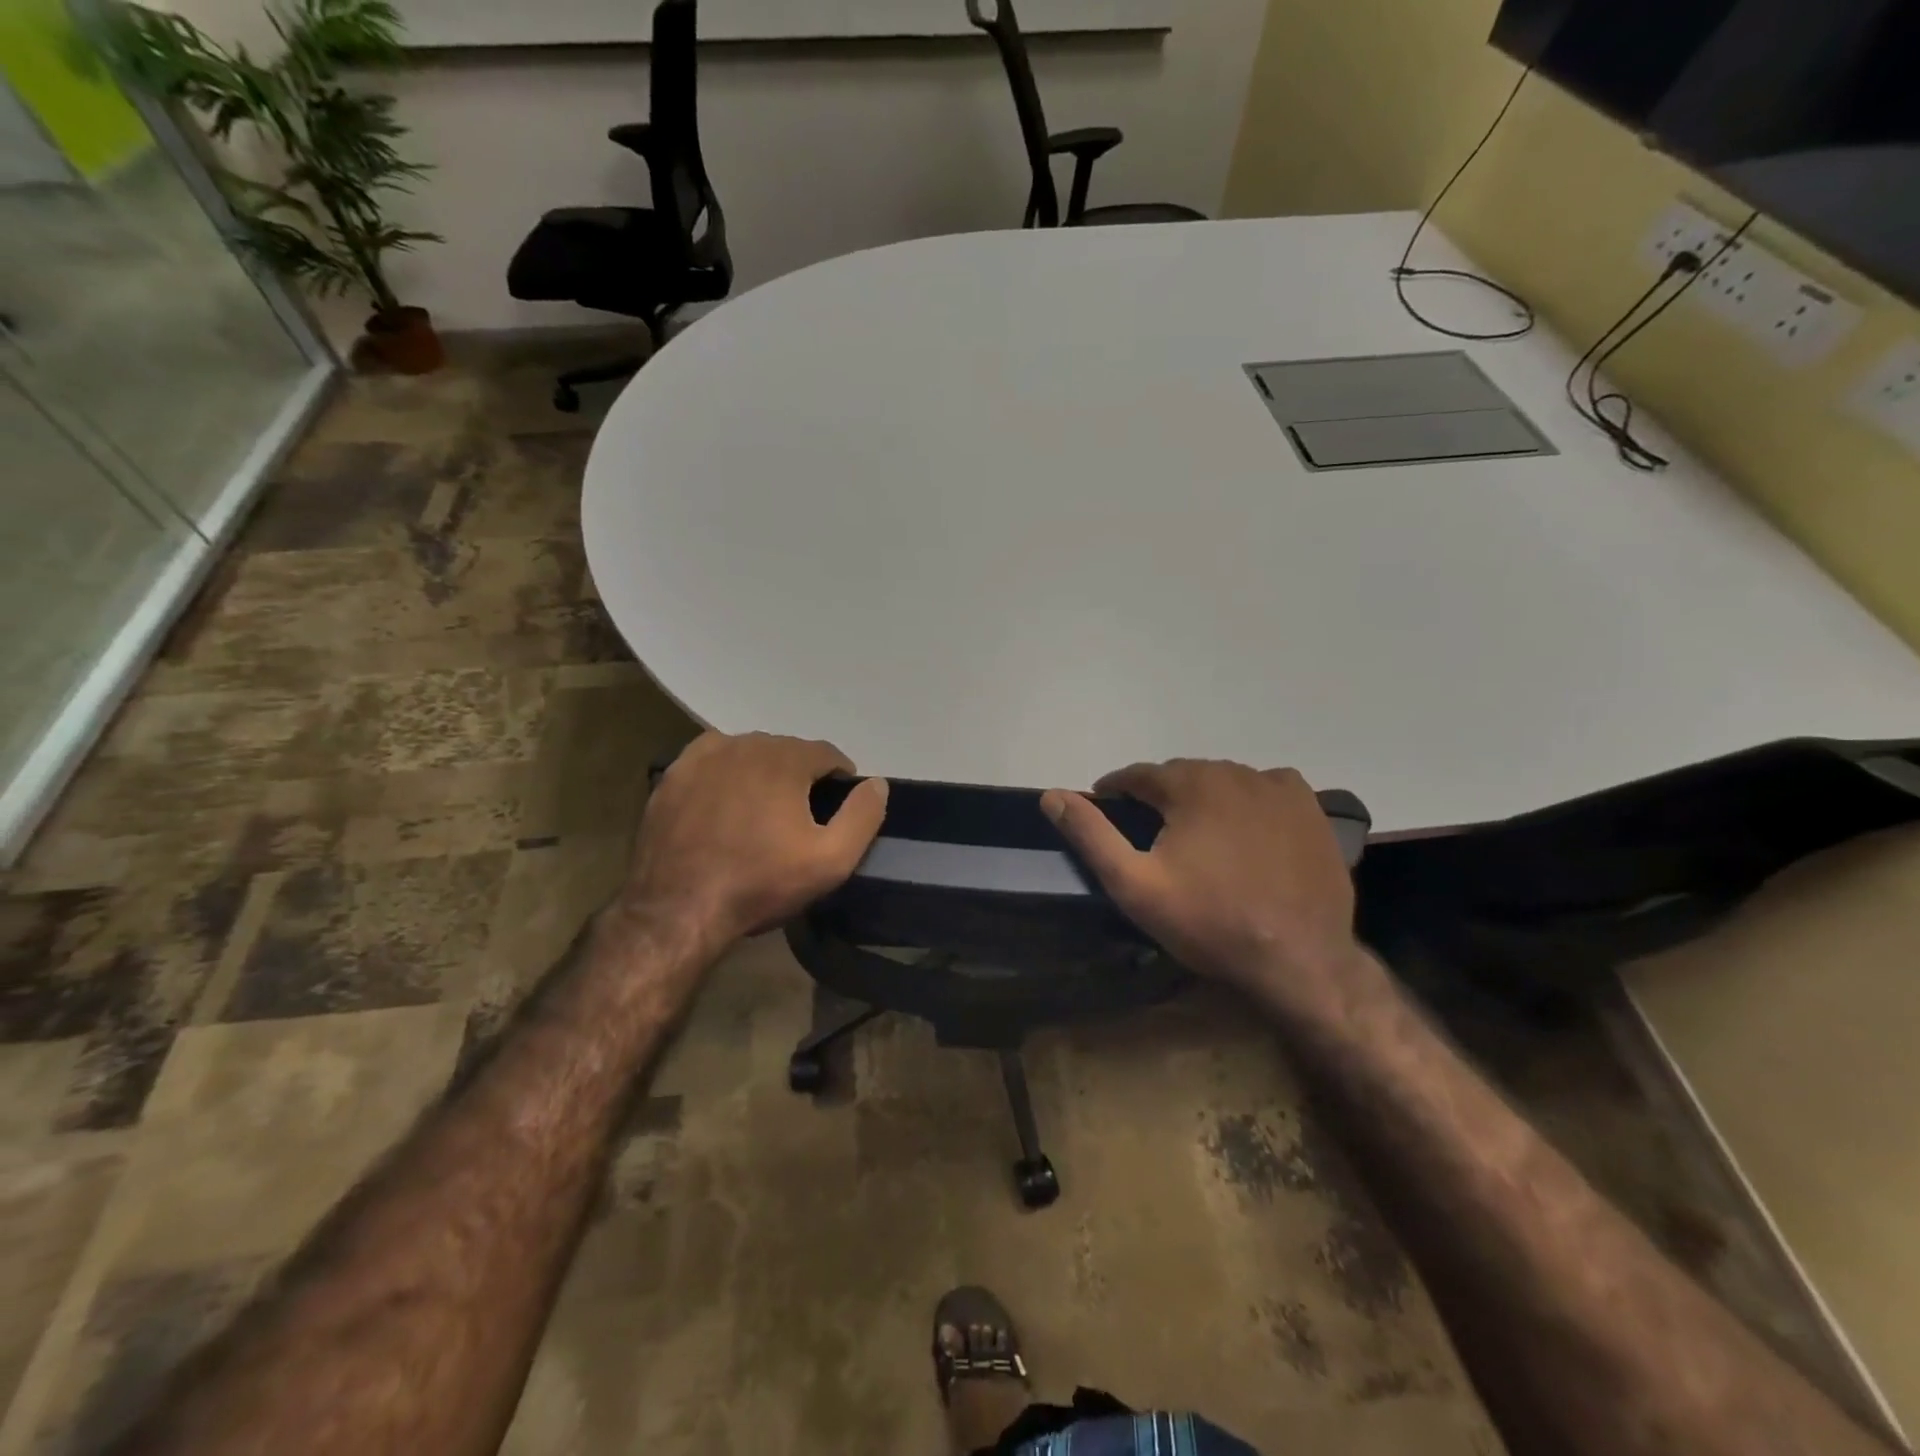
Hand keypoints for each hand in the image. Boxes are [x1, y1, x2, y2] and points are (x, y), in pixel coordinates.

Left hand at [621, 731, 888, 951]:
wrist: (678, 909)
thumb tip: (877, 784)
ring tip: (759, 813)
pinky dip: (724, 776)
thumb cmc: (761, 883)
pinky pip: (711, 763)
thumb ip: (863, 816)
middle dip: (799, 777)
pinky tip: (723, 805)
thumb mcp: (831, 860)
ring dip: (762, 774)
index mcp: (786, 758)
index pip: (827, 754)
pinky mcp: (673, 775)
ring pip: (748, 754)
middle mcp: (745, 744)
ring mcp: (703, 756)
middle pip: (787, 751)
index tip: (835, 810)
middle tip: (797, 817)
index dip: (839, 779)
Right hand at [1042, 761, 1363, 1014]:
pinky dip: (1249, 800)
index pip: (1138, 774)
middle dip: (1161, 796)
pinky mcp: (1311, 809)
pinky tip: (1247, 829)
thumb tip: (1051, 794)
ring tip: (1197, 835)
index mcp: (1189, 784)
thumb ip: (1091, 835)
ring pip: (1224, 781)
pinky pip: (1267, 789)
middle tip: (1152, 832)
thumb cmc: (1209, 922)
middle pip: (1182, 775)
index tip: (1107, 808)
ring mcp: (1278, 788)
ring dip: (1203, 798)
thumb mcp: (1134, 884)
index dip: (1117, 791)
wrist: (1299, 960)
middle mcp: (1235, 772)